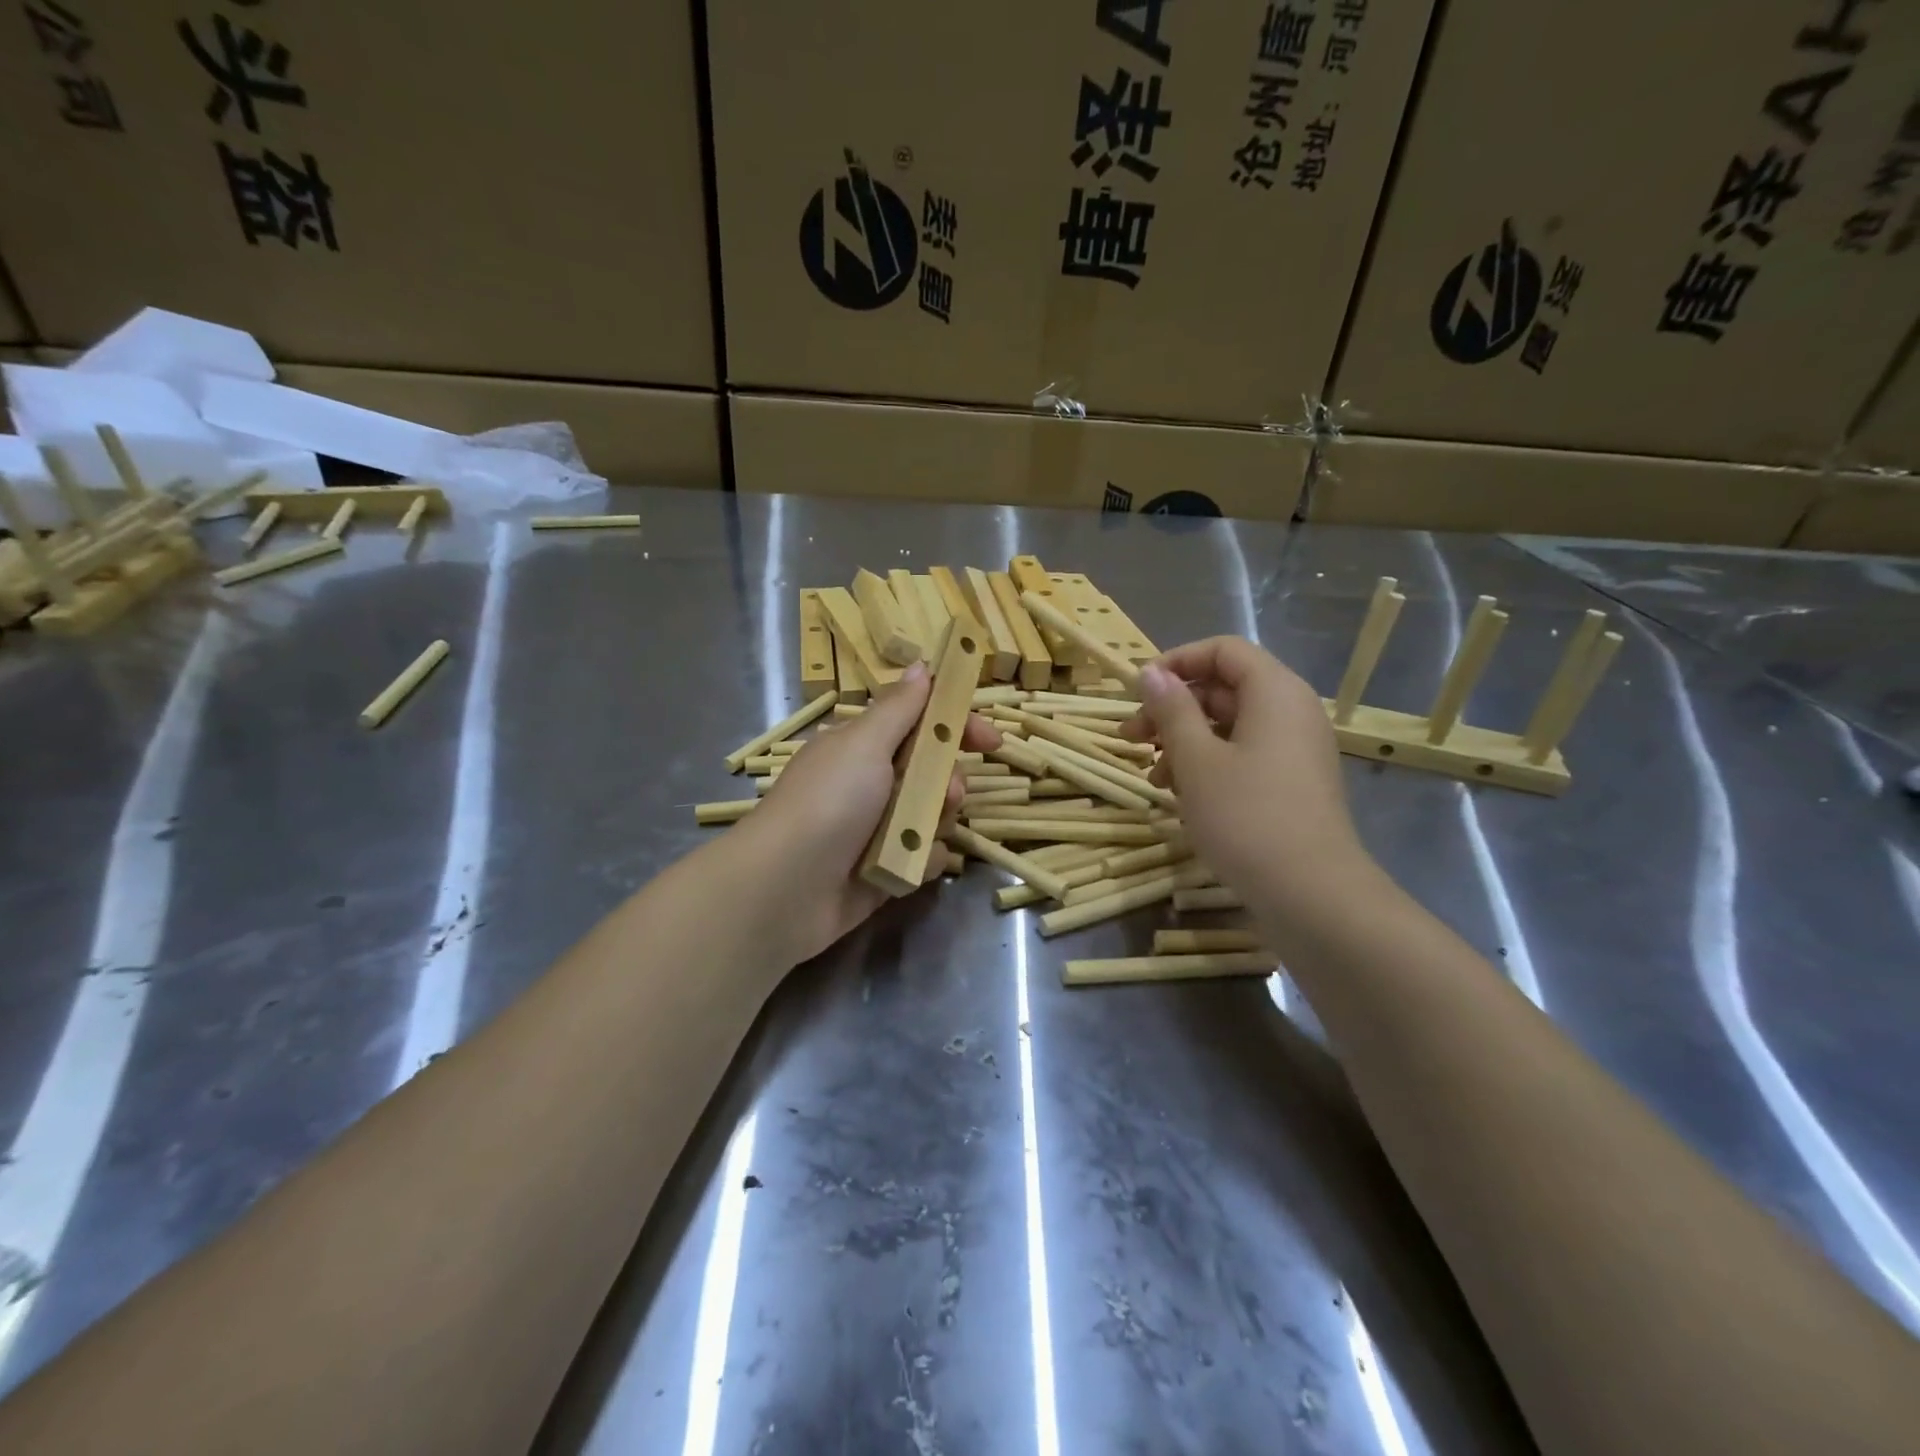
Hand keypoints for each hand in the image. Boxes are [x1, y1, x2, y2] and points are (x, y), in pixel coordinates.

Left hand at [736, 663, 1001, 964]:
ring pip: (934, 815)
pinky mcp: (885, 869)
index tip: (991, 740)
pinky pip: (924, 856)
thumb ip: (899, 708)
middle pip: (933, 772)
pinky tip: (913, 864)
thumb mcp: (864, 744)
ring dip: (937, 821)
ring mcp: (877, 828)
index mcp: (862, 747)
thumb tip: (919, 666)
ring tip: (920, 833)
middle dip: (948, 781)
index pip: (920, 725)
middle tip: (947, 792)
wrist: (785, 888)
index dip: (957, 727)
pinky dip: (924, 859)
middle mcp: (871, 784)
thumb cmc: (828, 802)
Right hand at [1124, 638, 1371, 910]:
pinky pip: (1244, 756)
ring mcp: (1295, 750)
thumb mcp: (1196, 760)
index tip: (1138, 691)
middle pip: (1223, 689)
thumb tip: (1152, 672)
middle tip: (1131, 739)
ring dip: (1184, 743)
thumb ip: (1172, 710)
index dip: (1177, 662)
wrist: (1311, 894)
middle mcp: (1291, 712)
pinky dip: (1208, 766)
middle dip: (1172, 710)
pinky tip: (1181, 797)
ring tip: (1154, 778)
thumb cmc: (1246, 816)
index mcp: (1274, 692)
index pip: (1223, 650)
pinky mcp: (1292, 784)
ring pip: (1229, 727)